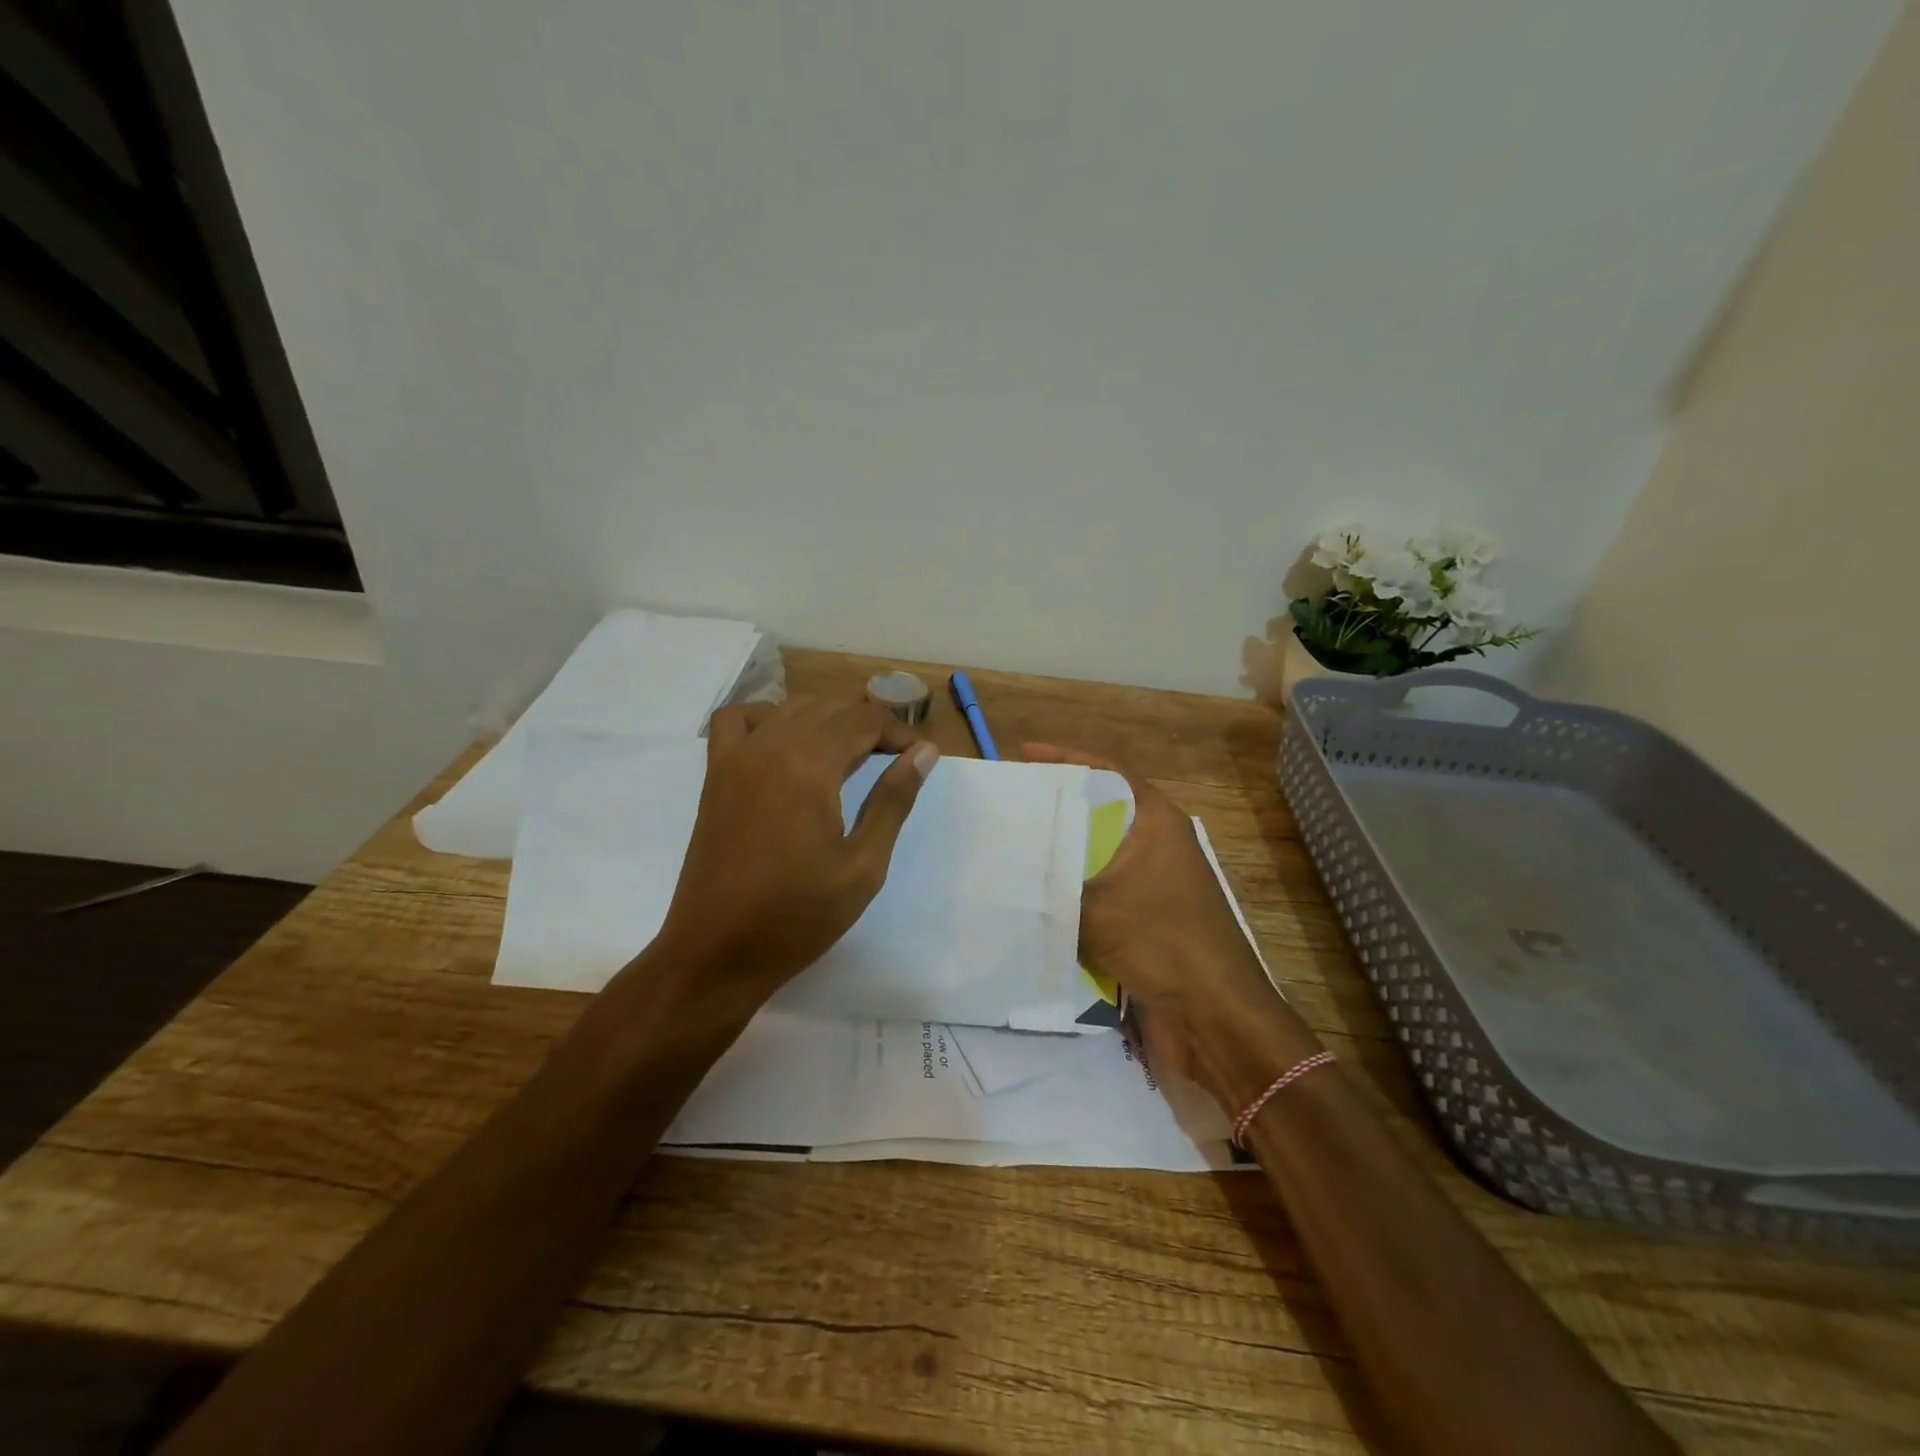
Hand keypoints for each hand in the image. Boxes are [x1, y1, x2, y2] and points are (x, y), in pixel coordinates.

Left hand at [655, 697, 938, 999]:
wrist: (717, 952)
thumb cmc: (798, 917)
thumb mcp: (863, 866)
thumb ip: (893, 801)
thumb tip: (924, 752)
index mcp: (809, 767)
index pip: (864, 720)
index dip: (899, 731)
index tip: (918, 756)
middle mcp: (771, 747)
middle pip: (831, 708)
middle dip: (869, 725)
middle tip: (894, 759)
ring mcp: (736, 757)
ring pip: (791, 707)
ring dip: (828, 719)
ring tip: (851, 753)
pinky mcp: (715, 774)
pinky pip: (738, 719)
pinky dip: (768, 716)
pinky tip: (786, 742)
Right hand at [1024, 742, 1321, 1111]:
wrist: (1215, 1017)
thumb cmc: (1162, 942)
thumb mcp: (1097, 904)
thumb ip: (1052, 881)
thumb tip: (1009, 866)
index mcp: (1156, 821)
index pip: (1106, 772)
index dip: (1065, 758)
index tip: (1023, 755)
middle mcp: (1157, 843)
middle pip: (1100, 810)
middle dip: (1055, 807)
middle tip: (1009, 804)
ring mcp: (1154, 882)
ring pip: (1096, 854)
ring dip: (1060, 854)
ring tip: (1011, 847)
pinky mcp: (1146, 918)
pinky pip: (1099, 892)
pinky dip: (1071, 892)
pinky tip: (1034, 898)